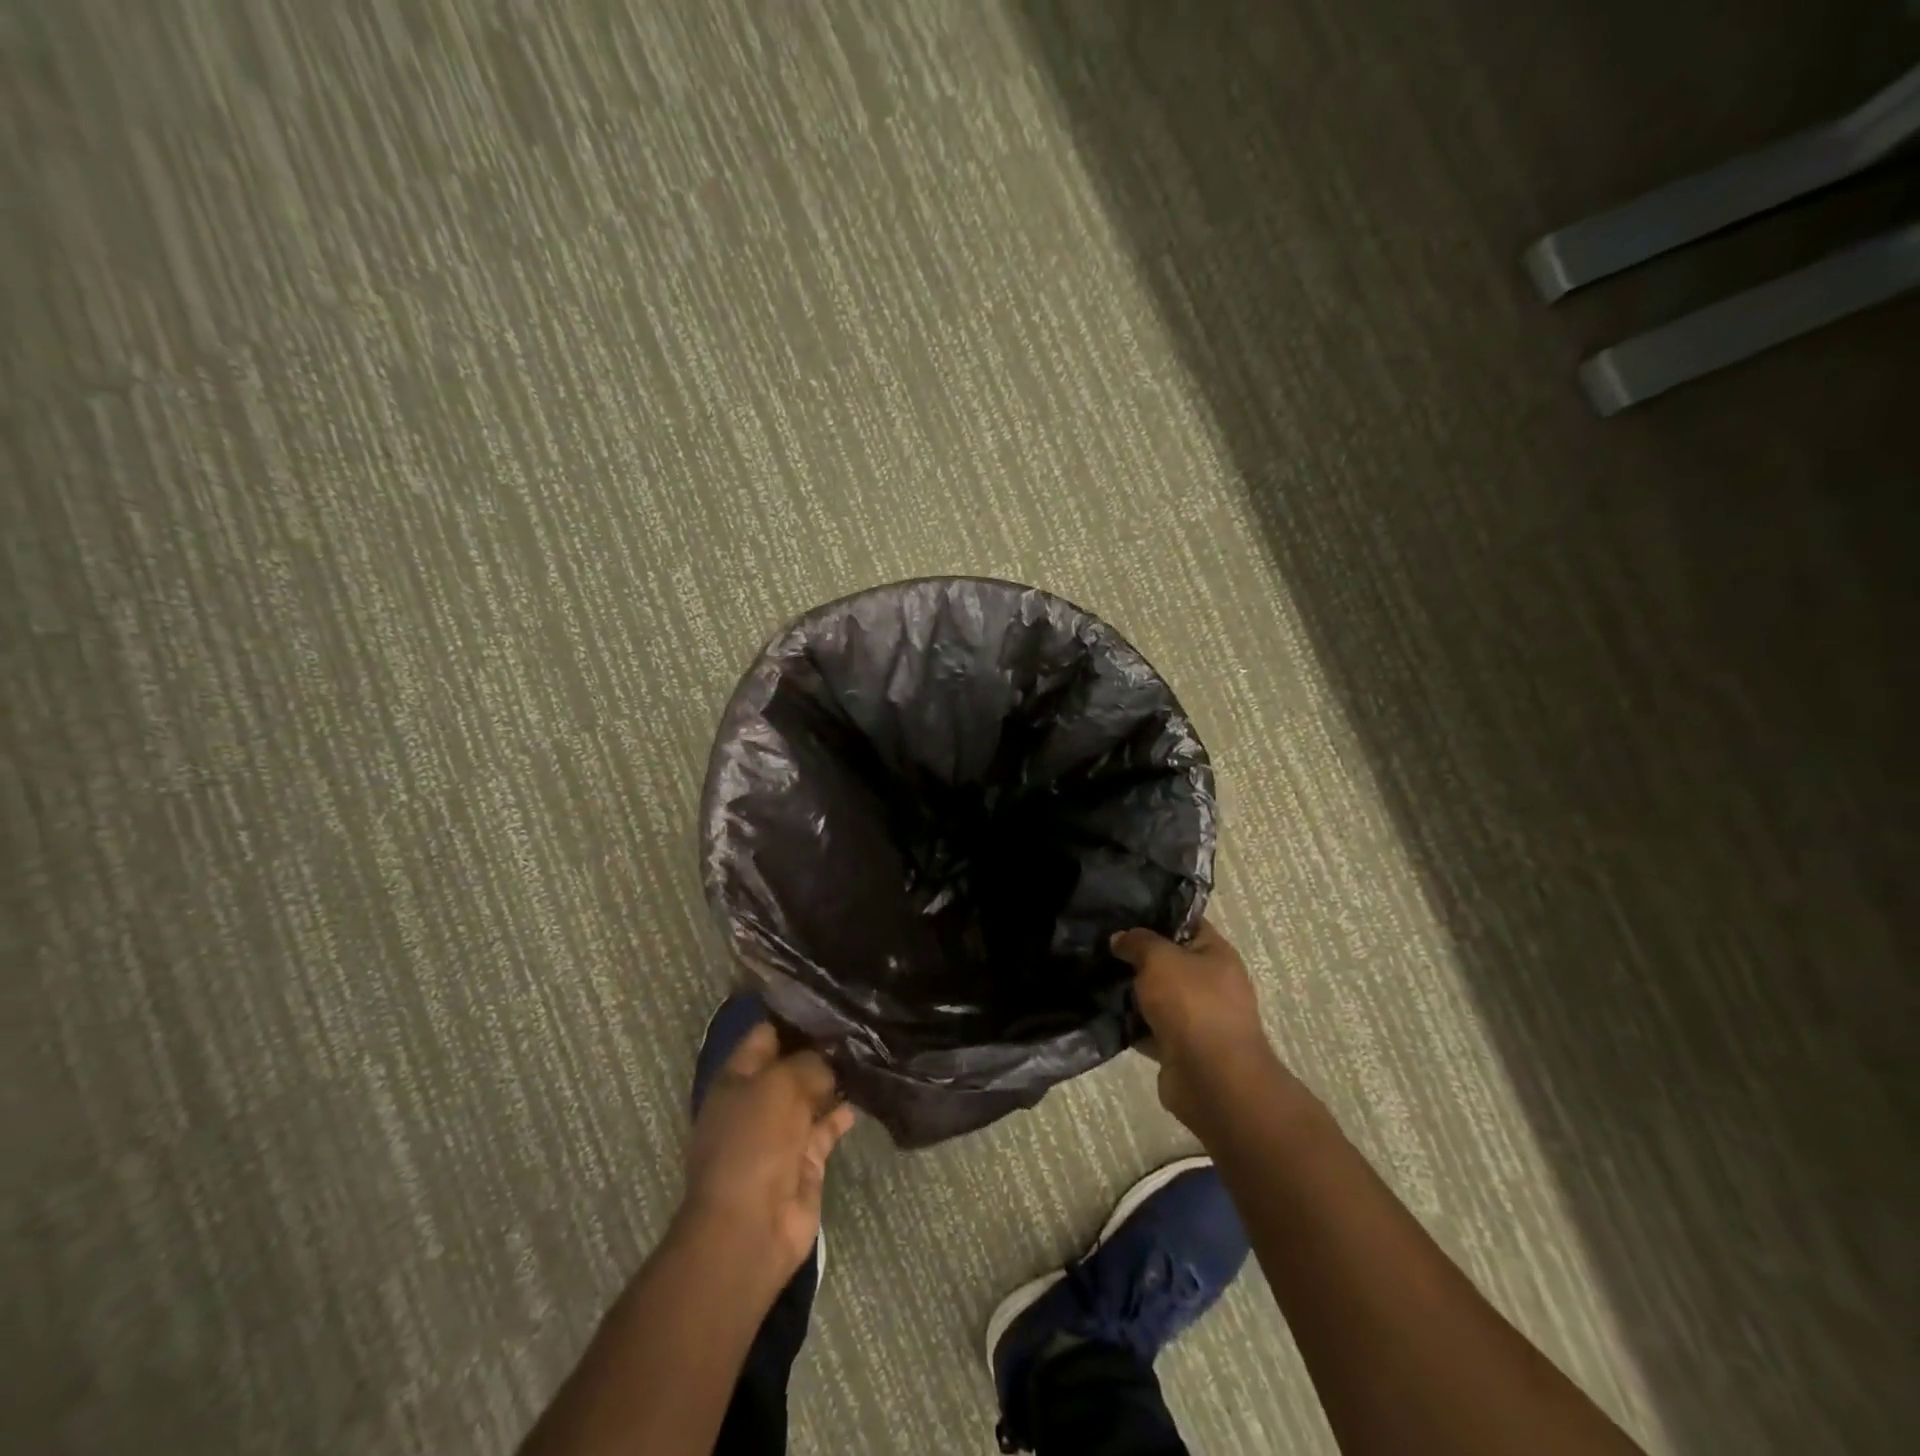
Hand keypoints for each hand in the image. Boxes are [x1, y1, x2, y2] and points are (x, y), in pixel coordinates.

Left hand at [680, 1022, 855, 1290]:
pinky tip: (872, 1089)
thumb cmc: (753, 1142)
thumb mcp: (779, 1085)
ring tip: (872, 1048)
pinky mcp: (807, 1158)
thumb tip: (831, 1061)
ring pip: (814, 1094)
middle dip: (822, 1045)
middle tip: (861, 1019)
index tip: (832, 997)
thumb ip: (809, 1063)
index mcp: (737, 1077)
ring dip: (837, 1077)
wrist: (751, 1227)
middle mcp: (759, 1100)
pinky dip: (846, 1111)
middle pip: (792, 1063)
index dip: (795, 1015)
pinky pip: (829, 1125)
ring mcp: (783, 1131)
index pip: (767, 1034)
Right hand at [1111, 918, 1284, 1132]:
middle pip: (1169, 961)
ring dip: (1131, 993)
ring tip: (1094, 978)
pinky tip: (1102, 1013)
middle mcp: (1212, 984)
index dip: (1156, 916)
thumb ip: (1138, 942)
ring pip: (1157, 997)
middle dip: (1136, 956)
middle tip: (1101, 947)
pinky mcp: (1180, 1048)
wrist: (1212, 1080)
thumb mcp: (1159, 958)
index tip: (1121, 914)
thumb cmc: (1192, 1005)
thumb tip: (1120, 939)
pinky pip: (1150, 1029)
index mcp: (1216, 954)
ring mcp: (1197, 1018)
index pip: (1186, 923)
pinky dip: (1131, 1025)